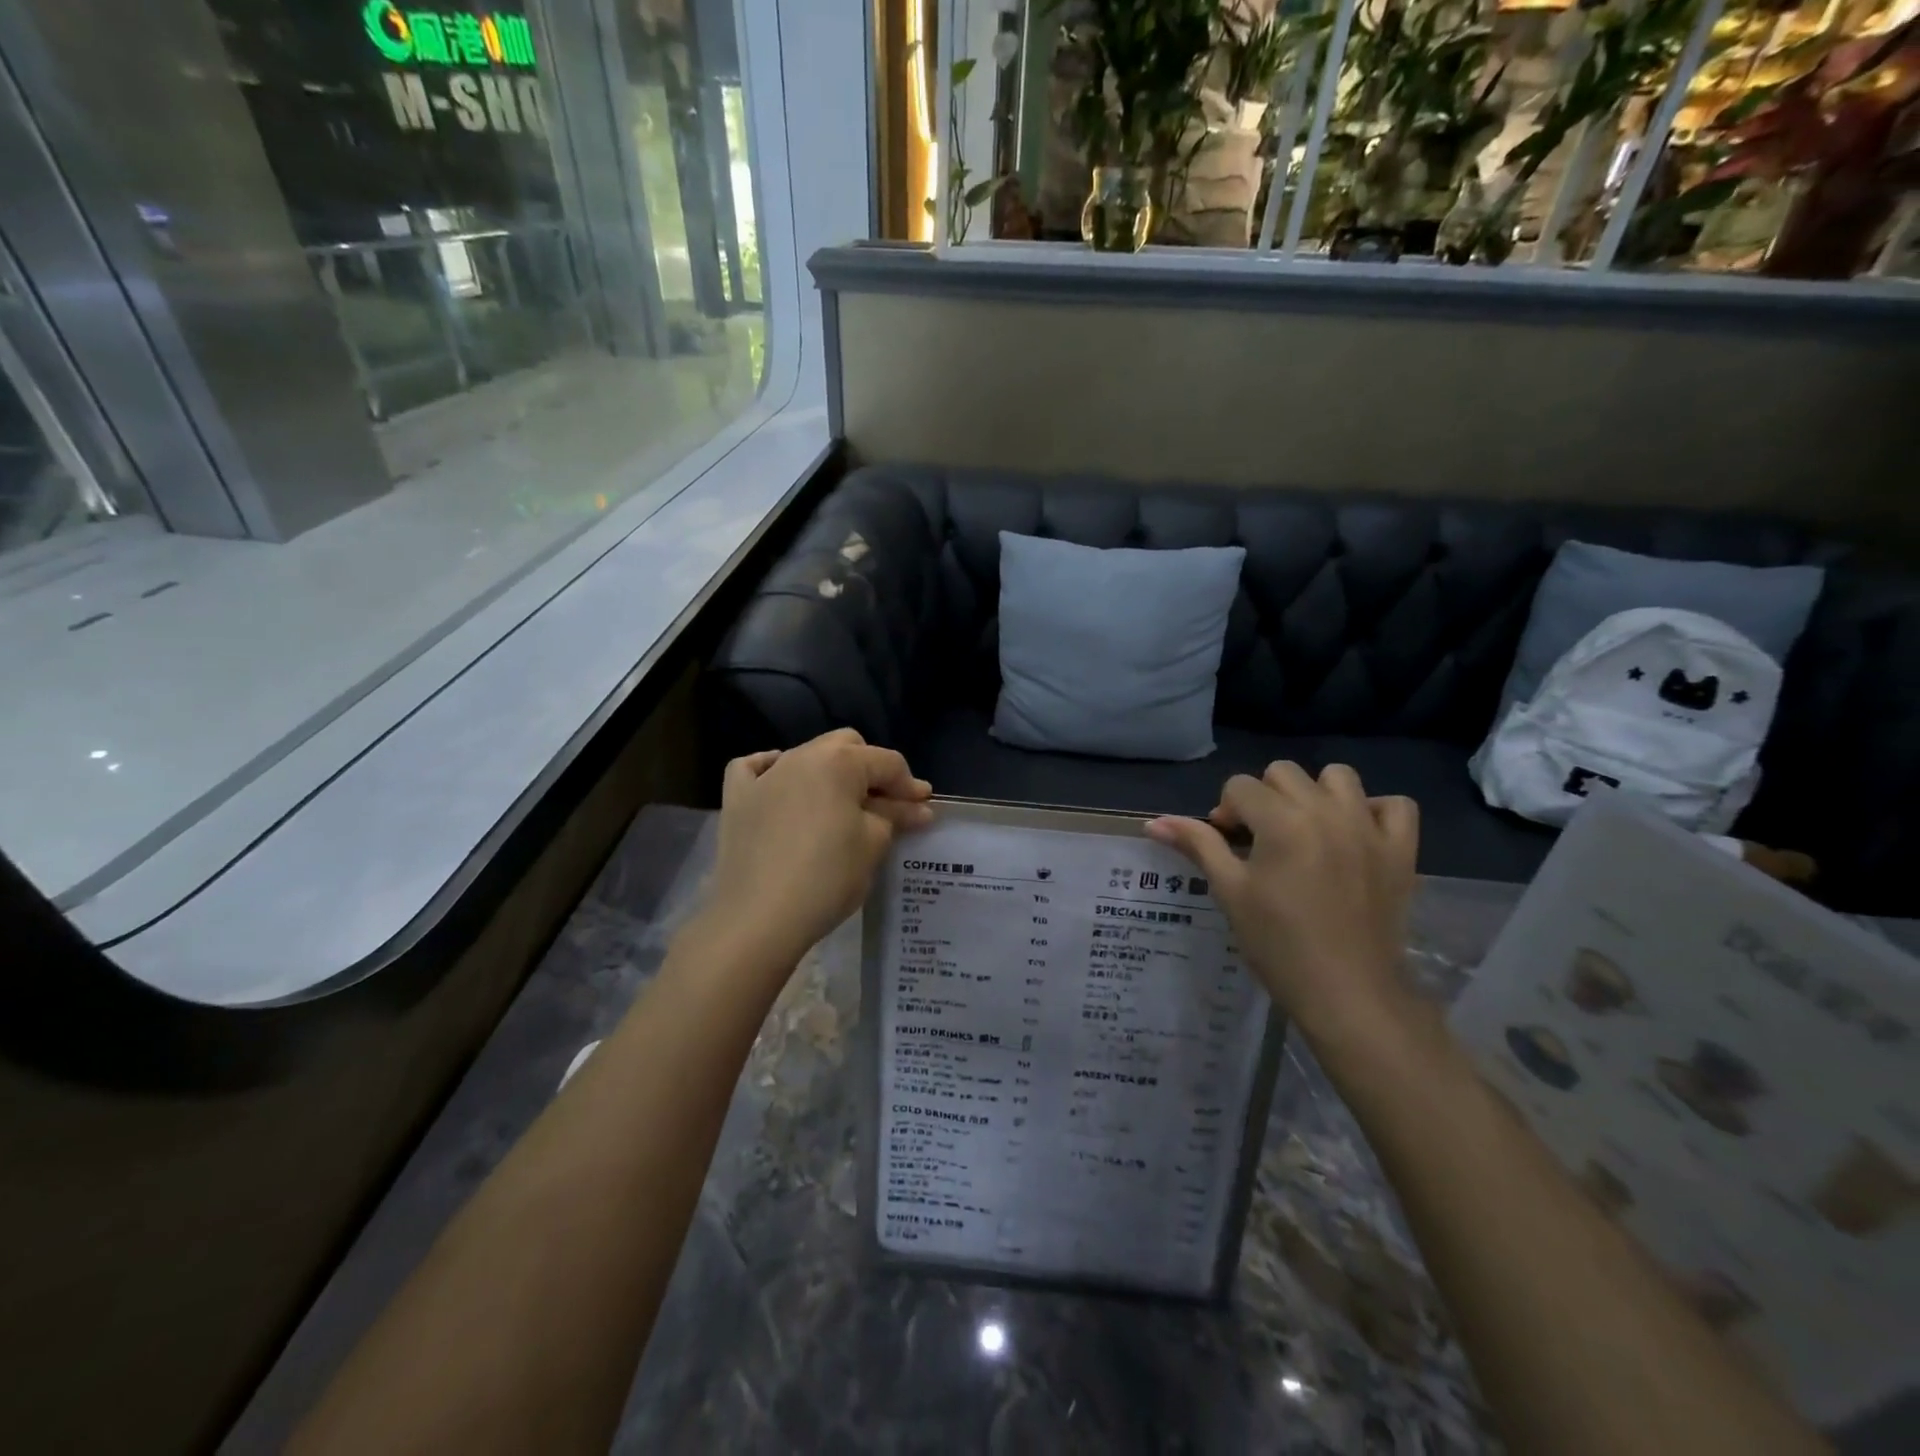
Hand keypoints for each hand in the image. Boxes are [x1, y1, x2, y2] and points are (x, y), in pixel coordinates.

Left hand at [702, 730, 932, 968]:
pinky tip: (782, 786)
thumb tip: (915, 807)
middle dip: (870, 769)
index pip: (887, 762)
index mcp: (839, 762)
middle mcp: (800, 756)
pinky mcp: (738, 799)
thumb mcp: (873, 845)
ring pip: (806, 756)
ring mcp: (764, 776)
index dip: (910, 785)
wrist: (758, 918)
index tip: (924, 809)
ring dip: (830, 773)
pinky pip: (755, 769)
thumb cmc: (827, 878)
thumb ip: (895, 816)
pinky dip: (773, 771)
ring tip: (842, 804)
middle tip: (885, 805)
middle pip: (846, 747)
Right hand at [1147, 763, 1419, 1050]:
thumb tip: (1153, 822)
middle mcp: (1326, 811)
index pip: (1239, 786)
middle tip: (1260, 840)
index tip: (1227, 845)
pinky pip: (1395, 805)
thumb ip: (1198, 845)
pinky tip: (1355, 835)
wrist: (1347, 993)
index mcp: (1281, 821)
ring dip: (1315, 794)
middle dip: (1264, 798)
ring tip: (1307, 830)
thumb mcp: (1230, 892)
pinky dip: (1374, 811)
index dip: (1225, 812)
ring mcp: (1369, 828)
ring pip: (1338, 777)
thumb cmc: (1278, 944)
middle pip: (1283, 773)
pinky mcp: (1401, 850)